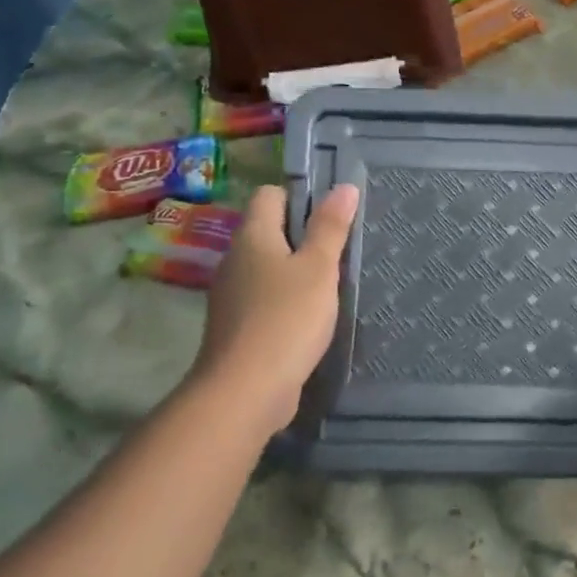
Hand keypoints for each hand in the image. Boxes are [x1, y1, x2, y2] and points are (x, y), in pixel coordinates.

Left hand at [189, 182, 359, 428]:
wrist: (245, 390)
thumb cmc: (287, 318)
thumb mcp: (319, 268)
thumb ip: (331, 227)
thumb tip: (343, 186)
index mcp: (253, 236)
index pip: (270, 195)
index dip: (301, 196)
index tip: (334, 214)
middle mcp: (235, 259)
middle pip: (269, 231)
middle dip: (304, 236)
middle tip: (342, 248)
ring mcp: (232, 295)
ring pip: (268, 267)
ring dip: (297, 271)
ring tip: (333, 283)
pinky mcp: (238, 326)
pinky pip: (266, 299)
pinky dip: (287, 301)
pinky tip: (312, 317)